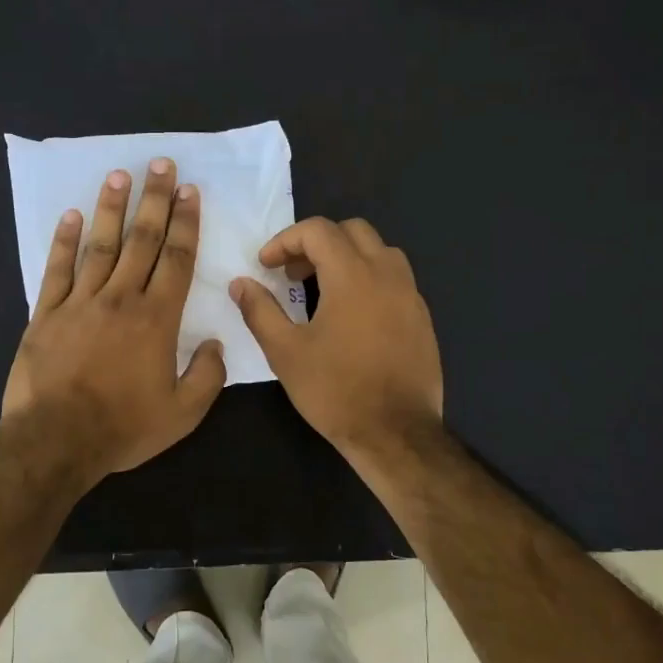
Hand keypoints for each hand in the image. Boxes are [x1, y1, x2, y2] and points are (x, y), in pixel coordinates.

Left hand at [2, 160, 225, 484]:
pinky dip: (63, 242)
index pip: (176, 259)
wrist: (56, 440)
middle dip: (154, 200)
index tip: (190, 192)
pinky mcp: (45, 314)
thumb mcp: (182, 413)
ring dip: (111, 209)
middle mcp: (120, 299)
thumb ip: (207, 376)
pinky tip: (70, 216)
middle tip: (161, 165)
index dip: (185, 223)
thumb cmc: (123, 427)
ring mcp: (79, 302)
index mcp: (156, 319)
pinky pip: (56, 270)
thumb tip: (216, 344)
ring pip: (99, 245)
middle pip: (141, 240)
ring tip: (119, 175)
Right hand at [229, 217, 442, 460]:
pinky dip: (369, 279)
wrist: (395, 433)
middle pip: (353, 230)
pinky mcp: (422, 318)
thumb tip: (240, 283)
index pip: (318, 230)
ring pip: (380, 251)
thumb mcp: (285, 352)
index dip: (285, 241)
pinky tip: (353, 316)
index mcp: (353, 275)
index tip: (266, 266)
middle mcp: (387, 274)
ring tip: (323, 289)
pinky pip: (395, 279)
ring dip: (348, 257)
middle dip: (317, 242)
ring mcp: (411, 295)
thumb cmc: (334, 390)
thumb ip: (260, 310)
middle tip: (294, 274)